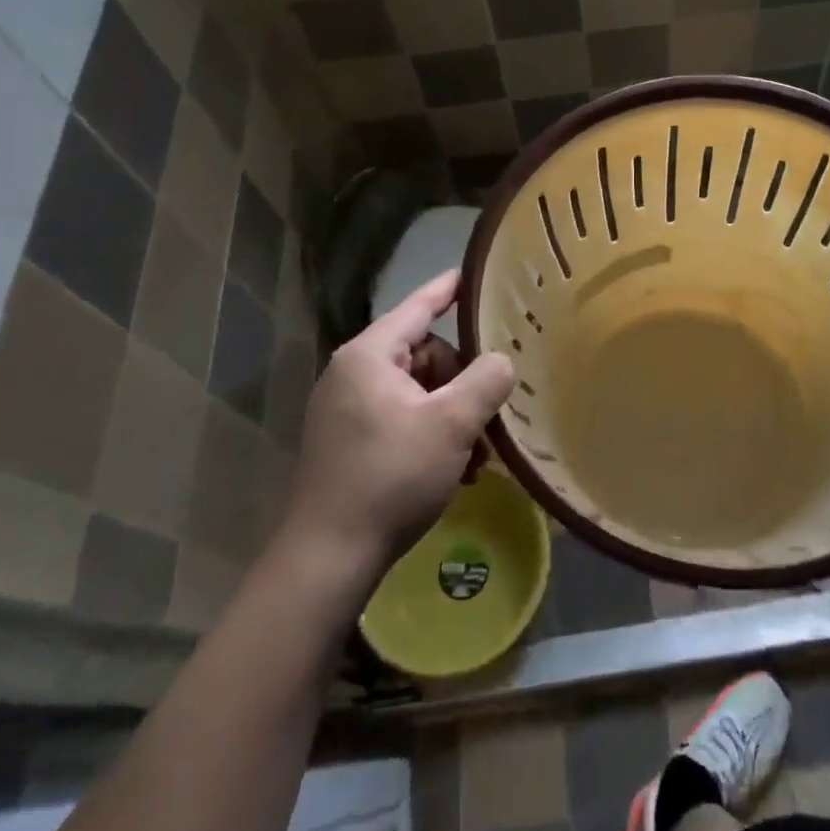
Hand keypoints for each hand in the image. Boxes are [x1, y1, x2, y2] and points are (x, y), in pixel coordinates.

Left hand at [279, 270, 514, 576]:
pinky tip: (455, 468)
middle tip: (487, 415)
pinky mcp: (347, 441)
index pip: (418, 307)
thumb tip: (501, 361)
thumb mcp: (451, 424)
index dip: (449, 289)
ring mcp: (346, 409)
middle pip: (424, 354)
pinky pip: (400, 417)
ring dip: (451, 414)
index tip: (475, 273)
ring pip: (417, 390)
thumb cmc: (391, 477)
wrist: (328, 557)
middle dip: (460, 381)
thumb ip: (485, 381)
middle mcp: (352, 373)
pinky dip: (430, 433)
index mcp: (369, 356)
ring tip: (476, 453)